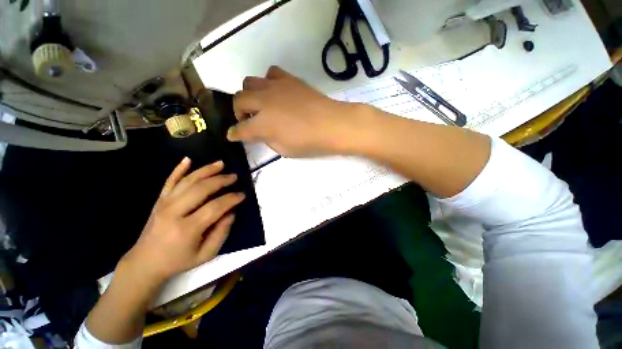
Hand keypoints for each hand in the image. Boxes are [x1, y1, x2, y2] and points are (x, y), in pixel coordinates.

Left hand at [122, 158, 244, 282]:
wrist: (145, 262)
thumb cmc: (178, 260)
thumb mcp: (206, 255)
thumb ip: (221, 233)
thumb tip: (231, 212)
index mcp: (187, 229)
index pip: (215, 207)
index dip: (231, 199)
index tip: (242, 195)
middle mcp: (174, 212)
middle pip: (201, 189)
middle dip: (221, 180)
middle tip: (234, 177)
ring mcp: (164, 204)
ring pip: (187, 181)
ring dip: (206, 170)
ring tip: (221, 164)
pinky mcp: (159, 201)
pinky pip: (169, 181)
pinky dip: (178, 169)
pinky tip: (188, 159)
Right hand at [227, 66, 362, 156]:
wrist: (332, 124)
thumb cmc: (310, 142)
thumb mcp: (285, 150)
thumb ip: (269, 140)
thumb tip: (263, 132)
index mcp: (263, 124)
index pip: (240, 129)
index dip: (234, 134)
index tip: (232, 135)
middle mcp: (264, 102)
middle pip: (238, 100)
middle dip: (238, 111)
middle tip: (248, 119)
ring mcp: (275, 87)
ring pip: (249, 82)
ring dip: (250, 95)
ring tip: (260, 104)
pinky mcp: (288, 79)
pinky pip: (270, 73)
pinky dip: (268, 82)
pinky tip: (275, 92)